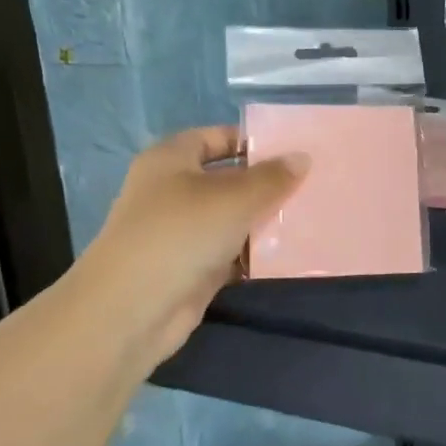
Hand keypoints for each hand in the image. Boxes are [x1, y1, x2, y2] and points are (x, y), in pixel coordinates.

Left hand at [74, 126, 306, 364]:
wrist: (133, 308)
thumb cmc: (181, 233)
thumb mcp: (234, 198)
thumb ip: (271, 178)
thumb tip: (302, 158)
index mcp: (171, 160)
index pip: (214, 138)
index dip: (251, 142)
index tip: (292, 150)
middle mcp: (172, 192)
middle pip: (226, 180)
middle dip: (266, 184)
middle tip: (312, 185)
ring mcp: (180, 233)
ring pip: (231, 219)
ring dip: (264, 221)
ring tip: (310, 217)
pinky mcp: (191, 269)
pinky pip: (230, 254)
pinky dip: (254, 254)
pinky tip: (290, 254)